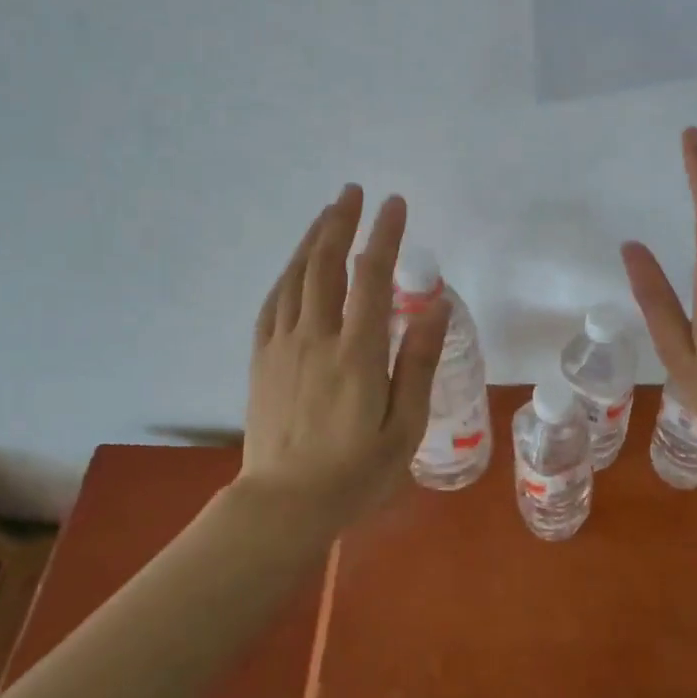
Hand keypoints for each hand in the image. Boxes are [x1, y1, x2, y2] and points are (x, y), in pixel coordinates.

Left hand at [241, 186, 448, 532]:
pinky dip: (287, 274)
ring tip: (328, 212)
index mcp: (356, 352)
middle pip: (326, 264)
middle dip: (341, 222)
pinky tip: (296, 264)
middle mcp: (316, 337)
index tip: (394, 204)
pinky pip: (272, 302)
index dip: (384, 235)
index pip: (372, 277)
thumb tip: (434, 308)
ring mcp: (283, 345)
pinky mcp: (262, 358)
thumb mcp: (403, 428)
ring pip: (296, 277)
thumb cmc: (354, 473)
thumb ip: (418, 364)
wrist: (283, 506)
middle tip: (353, 191)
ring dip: (313, 239)